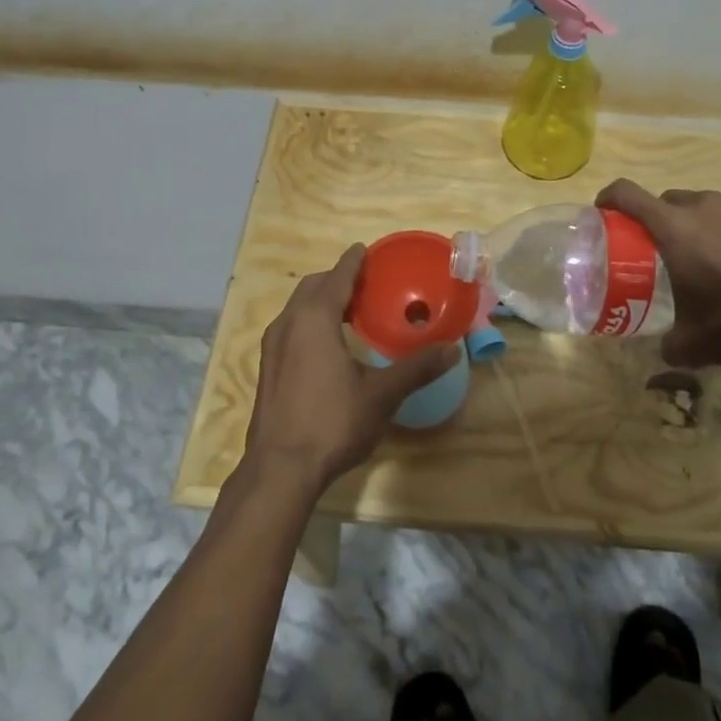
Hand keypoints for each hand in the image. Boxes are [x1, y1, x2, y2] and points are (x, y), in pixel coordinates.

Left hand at [243, 245, 457, 494]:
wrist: (280, 469)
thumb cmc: (333, 422)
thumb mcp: (382, 395)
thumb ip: (417, 368)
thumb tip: (452, 349)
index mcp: (315, 319)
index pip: (337, 277)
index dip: (353, 262)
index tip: (366, 251)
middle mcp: (288, 323)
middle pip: (313, 286)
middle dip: (337, 279)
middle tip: (366, 284)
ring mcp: (272, 346)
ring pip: (298, 307)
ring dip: (322, 300)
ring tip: (351, 312)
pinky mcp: (267, 368)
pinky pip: (291, 327)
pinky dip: (310, 321)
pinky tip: (329, 345)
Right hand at [596, 179, 720, 368]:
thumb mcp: (697, 344)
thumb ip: (672, 346)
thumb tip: (666, 353)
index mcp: (674, 228)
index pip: (627, 194)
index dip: (608, 198)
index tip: (603, 212)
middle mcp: (705, 206)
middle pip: (669, 201)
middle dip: (660, 221)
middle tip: (665, 252)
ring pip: (710, 208)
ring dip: (704, 227)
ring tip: (717, 262)